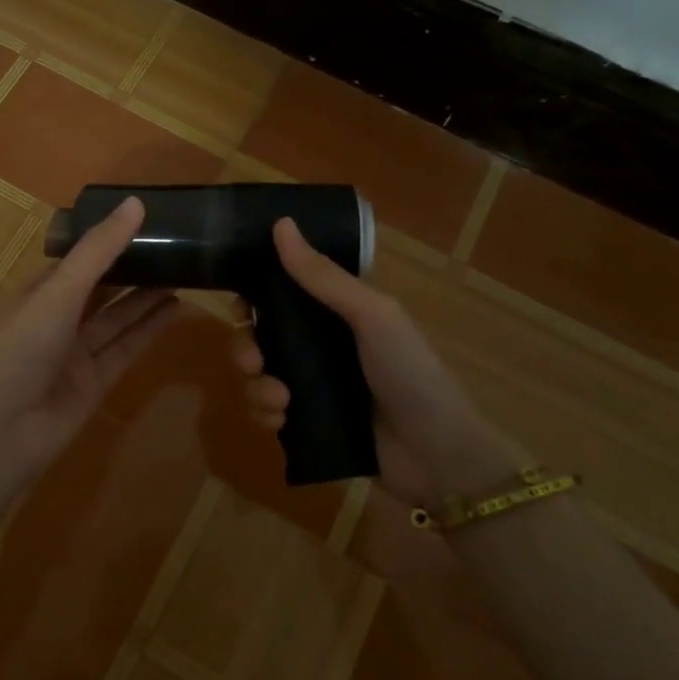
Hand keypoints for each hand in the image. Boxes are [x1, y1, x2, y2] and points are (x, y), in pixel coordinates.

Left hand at [0, 197, 177, 533]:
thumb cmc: (17, 350)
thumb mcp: (58, 293)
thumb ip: (98, 251)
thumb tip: (136, 203)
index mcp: (38, 292)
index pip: (79, 259)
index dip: (110, 240)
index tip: (147, 221)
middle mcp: (57, 319)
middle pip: (102, 289)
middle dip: (134, 270)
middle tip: (177, 248)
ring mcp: (76, 354)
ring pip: (118, 319)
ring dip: (147, 299)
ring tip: (186, 274)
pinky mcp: (94, 384)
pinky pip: (126, 350)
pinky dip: (149, 331)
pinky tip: (175, 310)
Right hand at [233, 218, 527, 507]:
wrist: (438, 455)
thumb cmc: (410, 372)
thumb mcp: (371, 315)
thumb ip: (323, 276)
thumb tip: (281, 223)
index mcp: (336, 312)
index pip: (282, 293)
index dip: (254, 295)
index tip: (239, 304)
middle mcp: (320, 344)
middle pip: (261, 336)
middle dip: (246, 347)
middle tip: (253, 361)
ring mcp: (314, 386)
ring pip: (260, 375)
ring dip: (256, 386)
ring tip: (279, 401)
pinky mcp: (310, 423)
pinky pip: (269, 412)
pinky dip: (267, 414)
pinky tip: (281, 421)